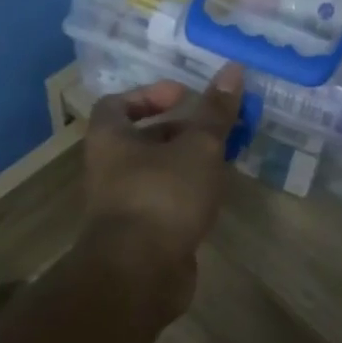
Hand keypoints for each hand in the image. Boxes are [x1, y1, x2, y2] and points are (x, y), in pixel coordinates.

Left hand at [79, 63, 244, 318]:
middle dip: (176, 129)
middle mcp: (108, 168)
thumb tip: (233, 70)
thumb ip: (215, 112)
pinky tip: (214, 195)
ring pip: (155, 172)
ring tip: (222, 157)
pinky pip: (164, 202)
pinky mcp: (141, 233)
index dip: (150, 94)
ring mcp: (123, 204)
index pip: (118, 103)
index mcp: (110, 139)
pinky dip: (186, 193)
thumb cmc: (162, 196)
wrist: (140, 272)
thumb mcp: (196, 147)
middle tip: (213, 127)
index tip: (184, 95)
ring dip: (184, 162)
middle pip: (139, 138)